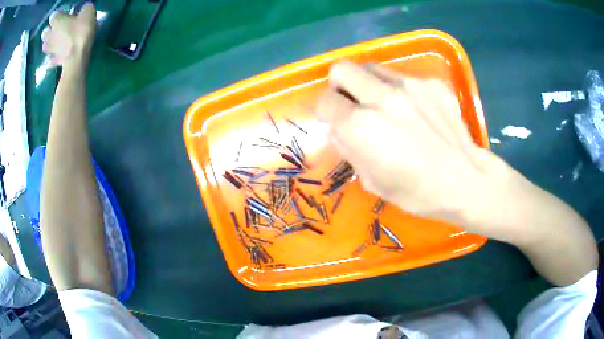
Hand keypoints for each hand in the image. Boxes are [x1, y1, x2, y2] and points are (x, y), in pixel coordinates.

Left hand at [41, 3, 96, 67]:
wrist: (77, 58)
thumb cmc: (81, 31)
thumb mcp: (88, 12)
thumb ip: (83, 8)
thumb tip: (82, 9)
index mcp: (57, 21)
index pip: (53, 15)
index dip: (58, 13)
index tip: (64, 13)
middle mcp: (50, 35)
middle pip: (45, 32)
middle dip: (48, 30)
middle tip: (55, 27)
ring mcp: (50, 49)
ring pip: (44, 45)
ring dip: (48, 43)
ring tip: (53, 41)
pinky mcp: (53, 61)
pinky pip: (49, 58)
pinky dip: (51, 56)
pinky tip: (55, 54)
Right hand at [317, 62, 597, 286]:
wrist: (465, 180)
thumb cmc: (417, 192)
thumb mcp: (372, 181)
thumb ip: (350, 149)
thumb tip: (340, 128)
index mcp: (360, 127)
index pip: (325, 101)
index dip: (326, 110)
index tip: (335, 118)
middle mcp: (380, 98)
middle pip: (342, 68)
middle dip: (340, 84)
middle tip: (352, 101)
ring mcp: (409, 86)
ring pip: (372, 67)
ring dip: (369, 83)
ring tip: (384, 104)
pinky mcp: (430, 84)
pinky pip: (403, 78)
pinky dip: (400, 90)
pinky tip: (416, 111)